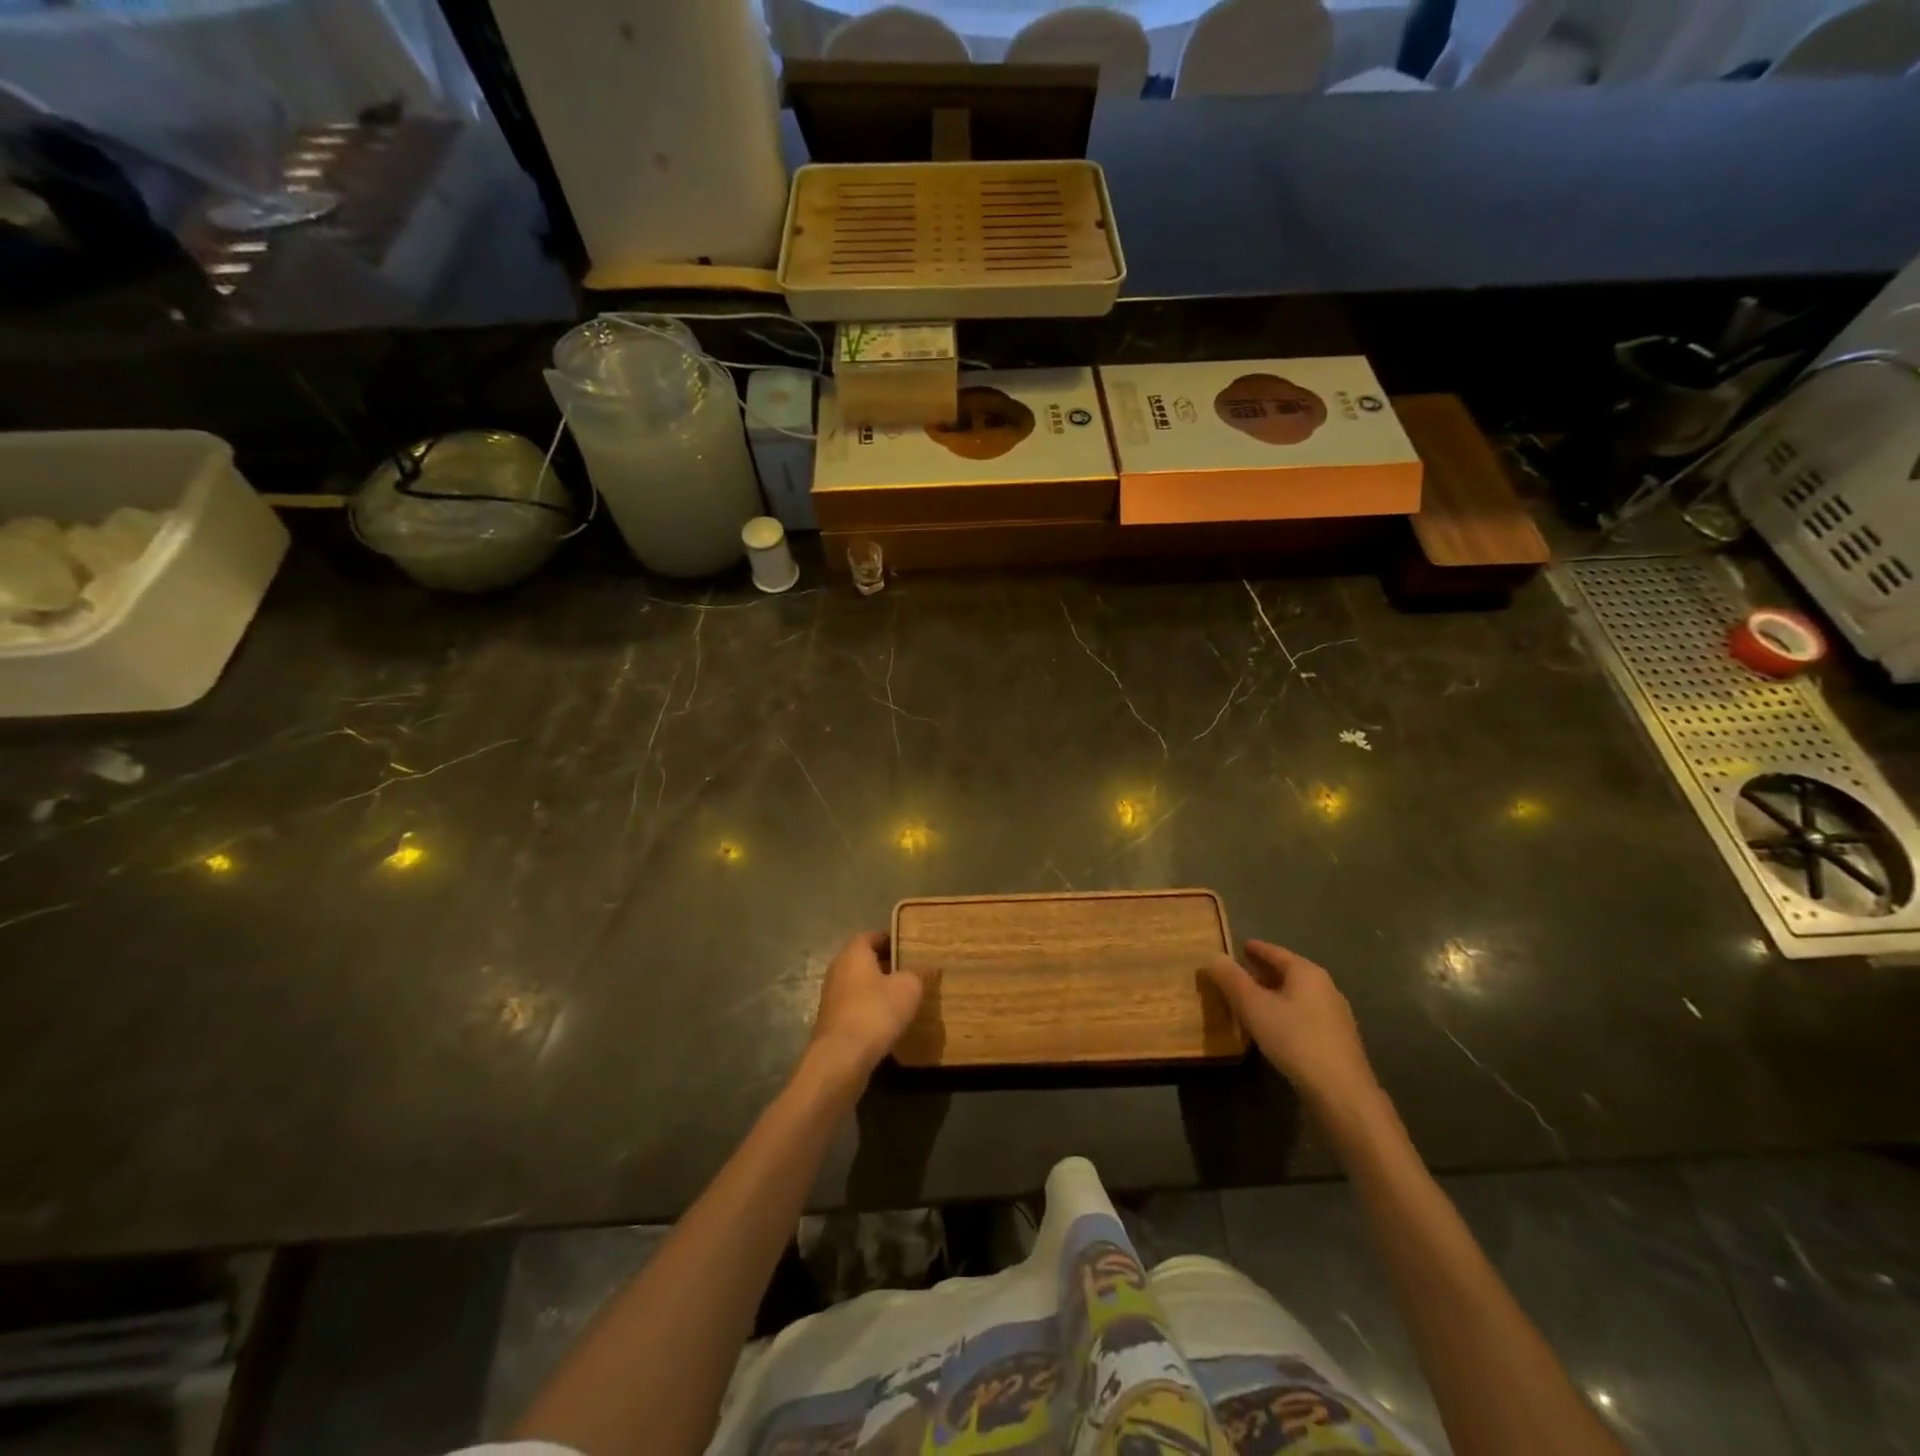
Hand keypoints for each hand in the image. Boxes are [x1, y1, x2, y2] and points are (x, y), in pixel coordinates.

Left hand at [807, 931, 925, 1082]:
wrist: (841, 1057)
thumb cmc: (875, 1012)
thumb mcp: (909, 988)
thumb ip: (917, 973)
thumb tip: (923, 970)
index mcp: (853, 953)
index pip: (873, 935)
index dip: (893, 939)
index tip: (912, 948)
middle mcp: (838, 969)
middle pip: (865, 960)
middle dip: (888, 965)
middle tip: (912, 972)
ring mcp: (832, 997)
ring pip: (860, 985)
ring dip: (879, 990)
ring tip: (904, 998)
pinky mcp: (832, 1021)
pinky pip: (856, 1006)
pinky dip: (871, 1009)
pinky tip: (889, 1022)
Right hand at [1203, 941, 1379, 1111]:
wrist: (1341, 1092)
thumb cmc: (1294, 1039)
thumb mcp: (1253, 1006)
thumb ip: (1231, 979)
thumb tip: (1212, 955)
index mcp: (1306, 972)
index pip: (1275, 951)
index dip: (1254, 948)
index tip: (1238, 947)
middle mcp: (1325, 986)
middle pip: (1288, 971)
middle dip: (1263, 971)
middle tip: (1239, 973)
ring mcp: (1335, 1013)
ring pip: (1297, 993)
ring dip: (1274, 992)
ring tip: (1252, 999)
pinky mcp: (1338, 1038)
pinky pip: (1305, 1013)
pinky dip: (1286, 1010)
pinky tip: (1275, 1025)